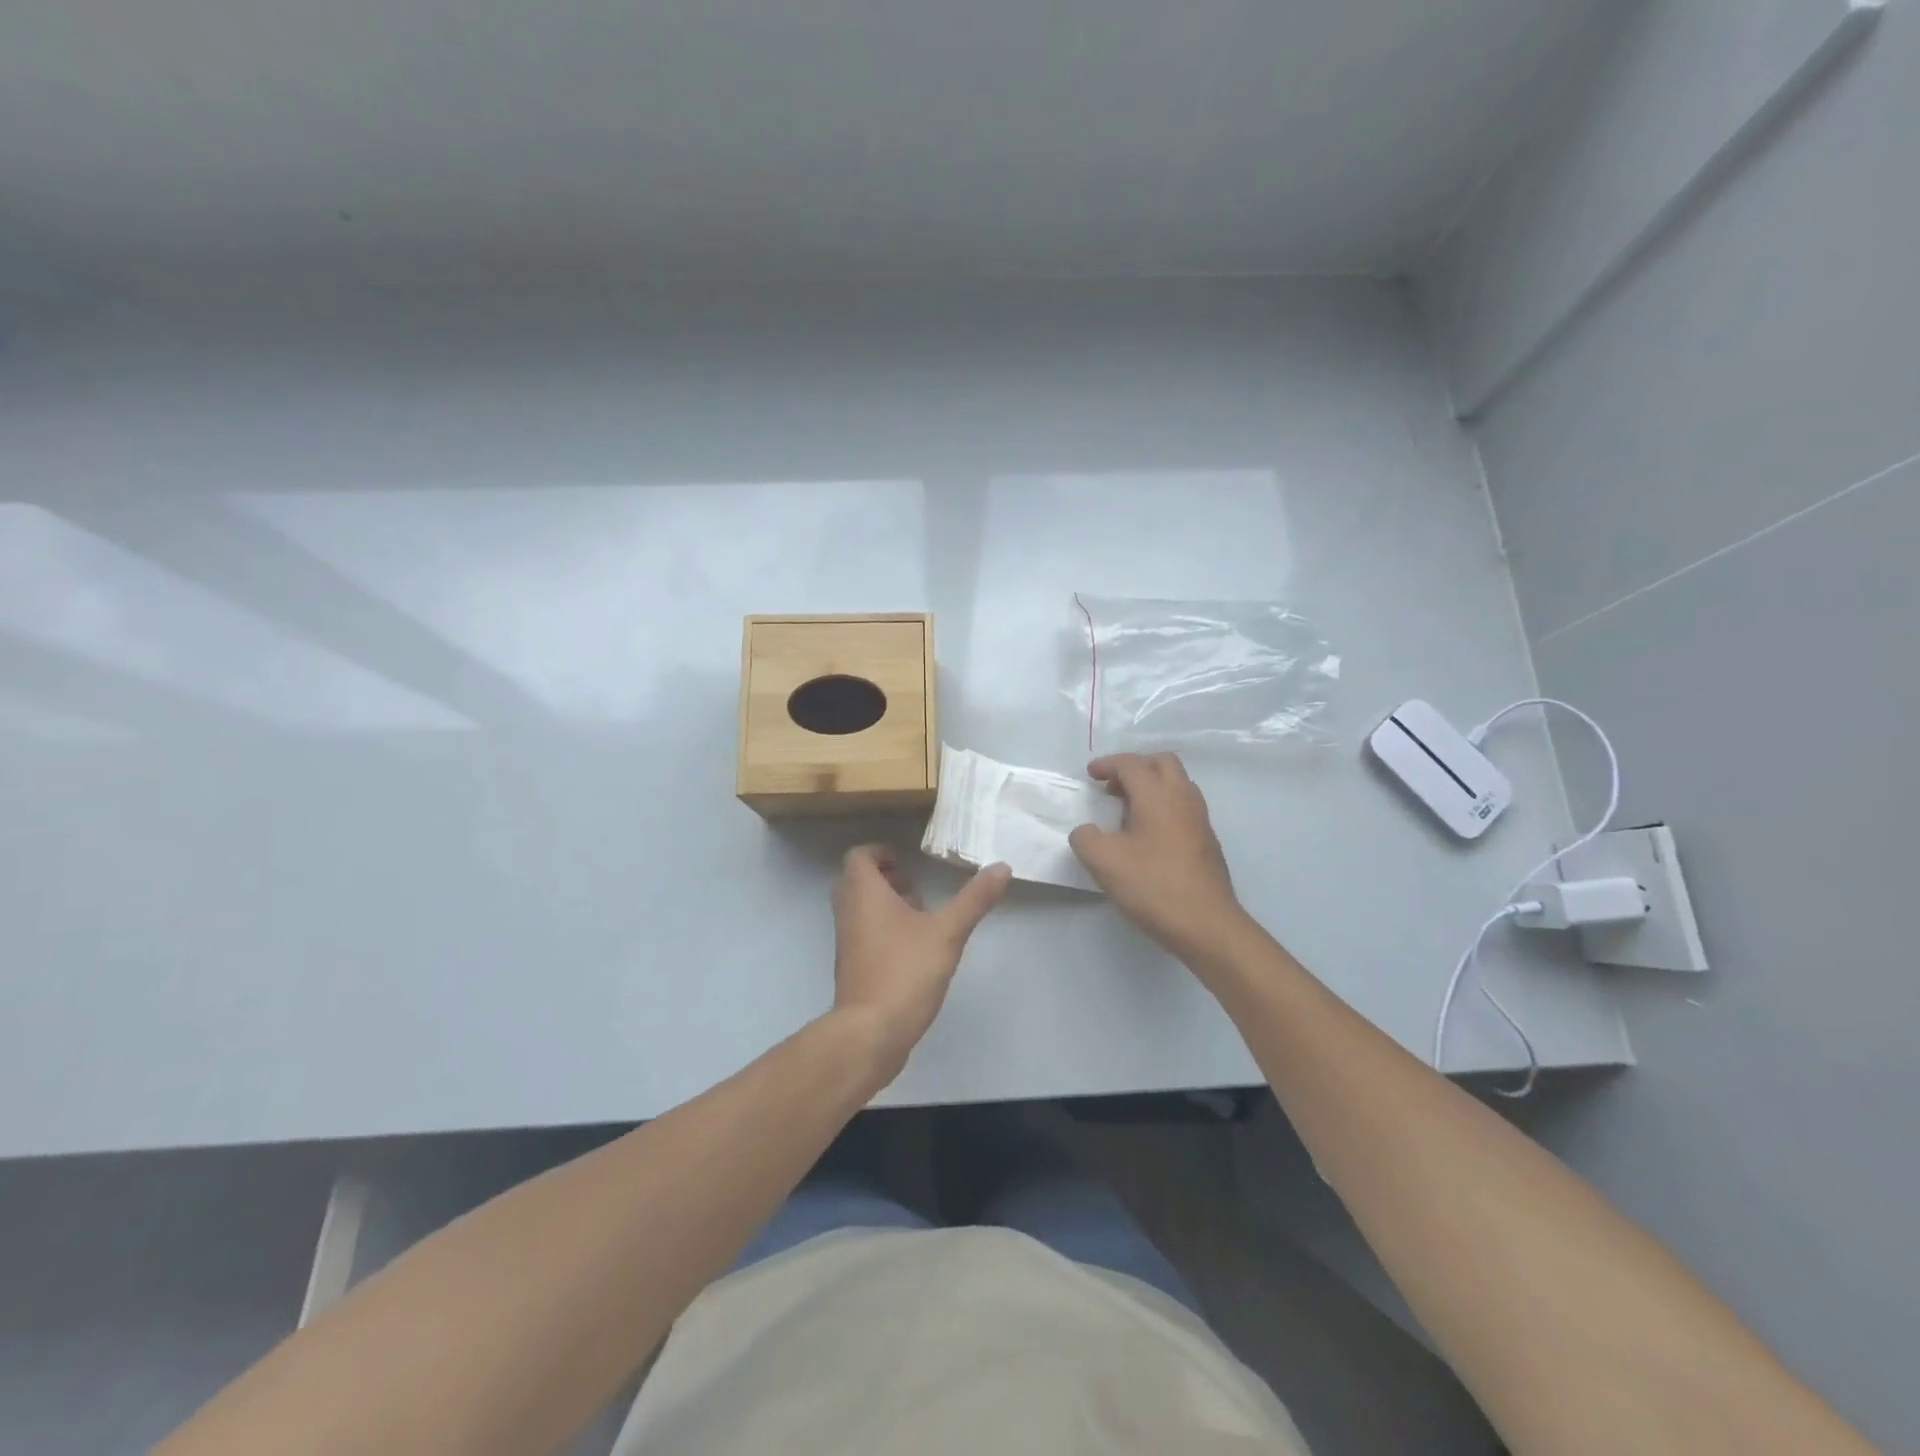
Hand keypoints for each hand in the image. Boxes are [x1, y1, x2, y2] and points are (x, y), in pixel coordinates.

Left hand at [830, 844, 1011, 1078]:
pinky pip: (861, 934)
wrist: (871, 1032)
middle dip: (883, 877)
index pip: (859, 857)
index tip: (905, 859)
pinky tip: (913, 947)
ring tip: (918, 913)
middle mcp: (848, 912)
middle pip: (855, 881)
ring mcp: (846, 942)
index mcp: (864, 893)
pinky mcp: (852, 968)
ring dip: (883, 904)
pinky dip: (881, 928)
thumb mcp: (947, 932)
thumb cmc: (905, 971)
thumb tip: (1002, 867)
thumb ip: (974, 899)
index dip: (880, 852)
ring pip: (858, 909)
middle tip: (912, 883)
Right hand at [1068, 753, 1253, 966]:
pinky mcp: (1207, 841)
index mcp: (1157, 795)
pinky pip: (1184, 806)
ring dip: (1152, 785)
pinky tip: (1148, 834)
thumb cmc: (1153, 886)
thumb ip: (1085, 838)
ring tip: (1128, 809)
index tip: (1090, 775)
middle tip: (1113, 786)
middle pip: (1162, 762)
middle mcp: (1183, 798)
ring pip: (1177, 783)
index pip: (1131, 764)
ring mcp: (1200, 820)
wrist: (1207, 925)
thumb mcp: (1103, 862)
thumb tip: (1087, 832)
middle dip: (1135, 766)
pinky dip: (1164, 805)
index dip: (1108, 764)